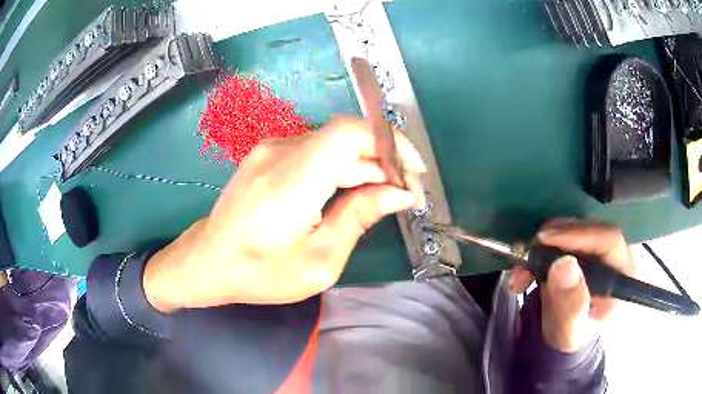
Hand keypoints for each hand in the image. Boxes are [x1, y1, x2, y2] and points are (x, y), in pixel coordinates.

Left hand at [143, 117, 426, 312]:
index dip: (390, 142)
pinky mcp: (267, 154)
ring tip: (384, 195)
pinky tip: (352, 191)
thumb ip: (359, 219)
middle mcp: (281, 152)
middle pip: (346, 137)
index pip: (350, 132)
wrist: (208, 260)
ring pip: (333, 144)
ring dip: (364, 165)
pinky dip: (341, 167)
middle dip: (384, 160)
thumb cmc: (260, 272)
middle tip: (405, 192)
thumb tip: (399, 194)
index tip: (413, 171)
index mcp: (292, 180)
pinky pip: (315, 151)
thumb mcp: (318, 262)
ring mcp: (271, 149)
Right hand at [509, 219, 635, 351]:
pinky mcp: (582, 243)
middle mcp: (616, 251)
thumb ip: (571, 306)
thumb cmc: (573, 334)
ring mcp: (598, 244)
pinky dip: (540, 248)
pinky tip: (526, 269)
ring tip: (521, 273)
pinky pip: (562, 233)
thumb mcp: (570, 332)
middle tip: (525, 259)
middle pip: (588, 228)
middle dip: (553, 240)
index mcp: (624, 272)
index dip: (578, 234)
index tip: (544, 240)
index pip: (608, 239)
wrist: (566, 331)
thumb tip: (563, 264)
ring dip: (542, 246)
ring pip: (572, 227)